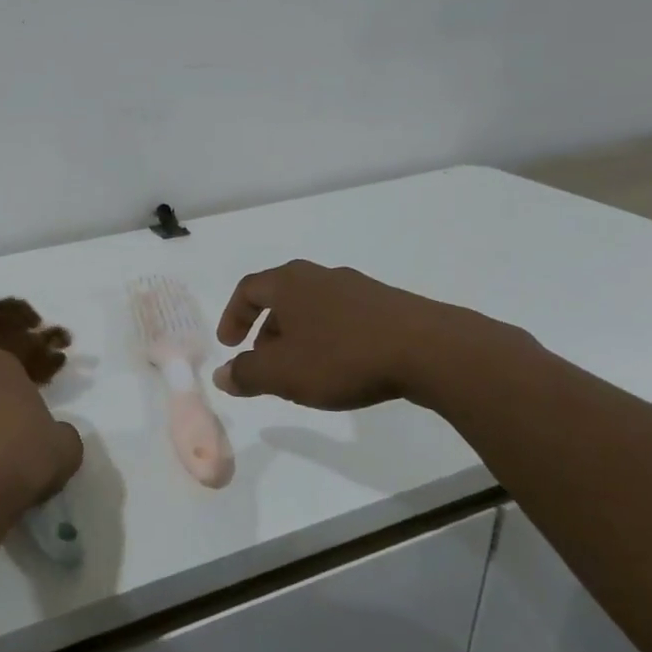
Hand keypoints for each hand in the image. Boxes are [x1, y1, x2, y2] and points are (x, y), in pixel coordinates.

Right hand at [212, 260, 505, 410]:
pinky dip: (330, 338)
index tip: (229, 344)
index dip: (233, 316)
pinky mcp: (388, 305)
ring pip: (314, 308)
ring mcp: (358, 288)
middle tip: (264, 362)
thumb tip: (222, 375)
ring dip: (299, 336)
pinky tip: (342, 367)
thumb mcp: (283, 373)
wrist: (429, 350)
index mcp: (289, 283)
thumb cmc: (342, 357)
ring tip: (303, 370)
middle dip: (266, 330)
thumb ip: (247, 374)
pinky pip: (344, 318)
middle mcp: (320, 276)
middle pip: (281, 297)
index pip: (248, 289)